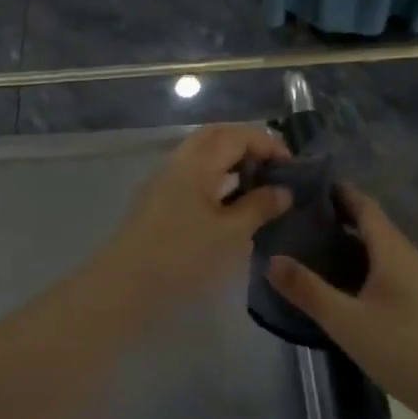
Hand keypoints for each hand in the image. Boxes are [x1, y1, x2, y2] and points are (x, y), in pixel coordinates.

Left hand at [91, 125, 291, 305]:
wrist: (125, 284)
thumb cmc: (183, 254)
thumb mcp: (231, 233)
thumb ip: (259, 206)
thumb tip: (283, 190)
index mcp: (199, 160)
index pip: (239, 135)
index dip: (269, 145)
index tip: (292, 167)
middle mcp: (180, 160)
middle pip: (218, 137)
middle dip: (249, 147)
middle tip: (274, 171)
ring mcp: (166, 178)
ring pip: (204, 155)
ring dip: (232, 162)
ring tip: (258, 187)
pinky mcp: (158, 198)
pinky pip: (194, 174)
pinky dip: (217, 178)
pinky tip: (230, 204)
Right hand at [267, 186, 417, 418]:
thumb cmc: (403, 348)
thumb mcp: (346, 321)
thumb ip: (308, 290)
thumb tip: (272, 260)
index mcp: (393, 251)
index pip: (365, 206)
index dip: (340, 192)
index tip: (309, 184)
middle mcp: (409, 257)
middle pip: (373, 226)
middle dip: (340, 217)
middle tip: (301, 219)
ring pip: (381, 250)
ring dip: (351, 244)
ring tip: (315, 249)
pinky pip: (388, 271)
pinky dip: (363, 266)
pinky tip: (345, 286)